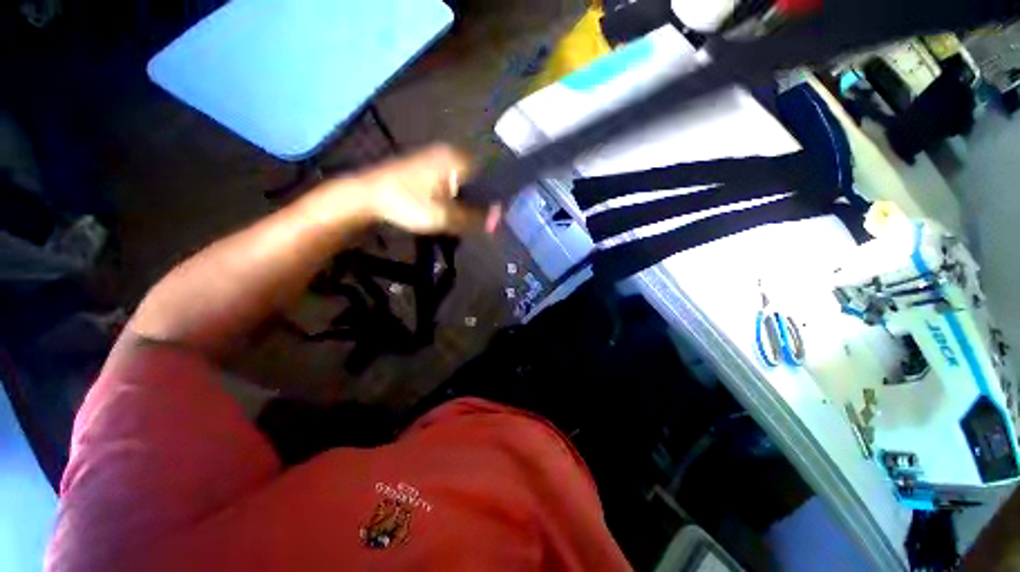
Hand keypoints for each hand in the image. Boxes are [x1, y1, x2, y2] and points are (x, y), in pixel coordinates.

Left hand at [339, 144, 495, 234]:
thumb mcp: (445, 217)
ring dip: (467, 200)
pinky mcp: (428, 164)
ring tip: (464, 217)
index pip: (491, 179)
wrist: (367, 194)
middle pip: (479, 180)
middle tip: (479, 222)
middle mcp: (451, 153)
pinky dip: (455, 195)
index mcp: (458, 160)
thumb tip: (497, 221)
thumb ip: (474, 218)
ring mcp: (438, 156)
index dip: (495, 201)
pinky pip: (452, 180)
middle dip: (480, 202)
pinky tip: (449, 208)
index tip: (493, 219)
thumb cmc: (408, 203)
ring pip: (465, 182)